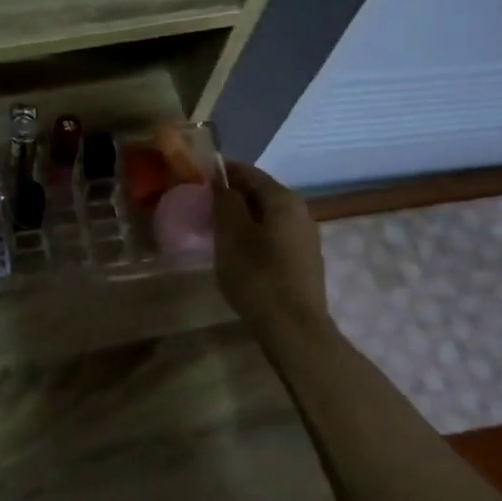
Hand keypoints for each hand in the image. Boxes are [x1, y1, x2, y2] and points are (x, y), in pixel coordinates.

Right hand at [212, 159, 329, 338]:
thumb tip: (221, 182)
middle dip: (231, 196)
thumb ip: (225, 202)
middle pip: (260, 193)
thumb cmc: (258, 276)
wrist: (293, 328)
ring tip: (215, 230)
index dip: (222, 172)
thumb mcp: (231, 235)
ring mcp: (305, 238)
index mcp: (284, 199)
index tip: (197, 179)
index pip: (249, 172)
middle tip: (202, 207)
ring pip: (267, 216)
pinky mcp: (303, 261)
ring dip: (242, 218)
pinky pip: (273, 236)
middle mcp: (300, 212)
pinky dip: (253, 236)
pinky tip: (237, 252)